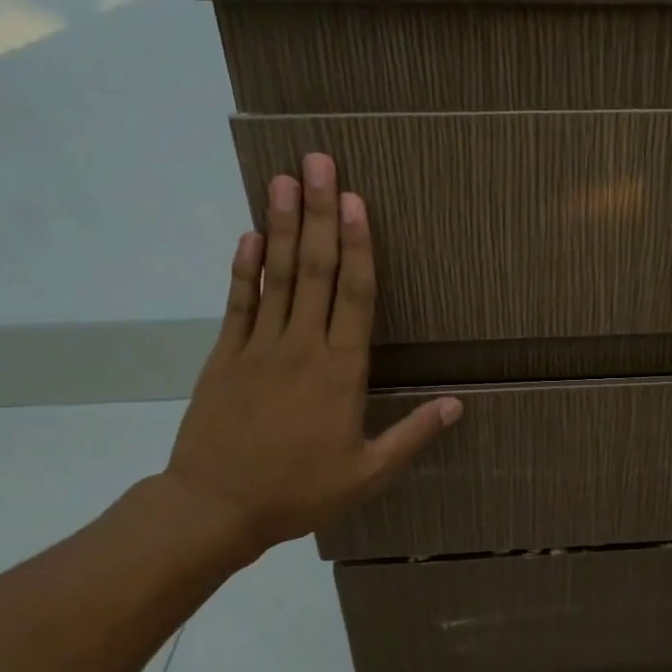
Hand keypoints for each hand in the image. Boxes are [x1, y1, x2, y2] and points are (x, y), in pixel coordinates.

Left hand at [159, 153, 460, 563]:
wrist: (214, 508)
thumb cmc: (299, 493)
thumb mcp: (368, 474)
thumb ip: (412, 435)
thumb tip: (457, 404)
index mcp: (340, 373)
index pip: (353, 297)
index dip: (358, 246)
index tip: (356, 201)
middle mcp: (301, 348)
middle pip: (314, 271)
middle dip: (319, 214)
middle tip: (319, 163)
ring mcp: (258, 348)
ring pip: (275, 277)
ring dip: (282, 226)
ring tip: (284, 179)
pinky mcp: (225, 357)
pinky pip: (238, 304)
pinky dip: (244, 269)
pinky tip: (251, 236)